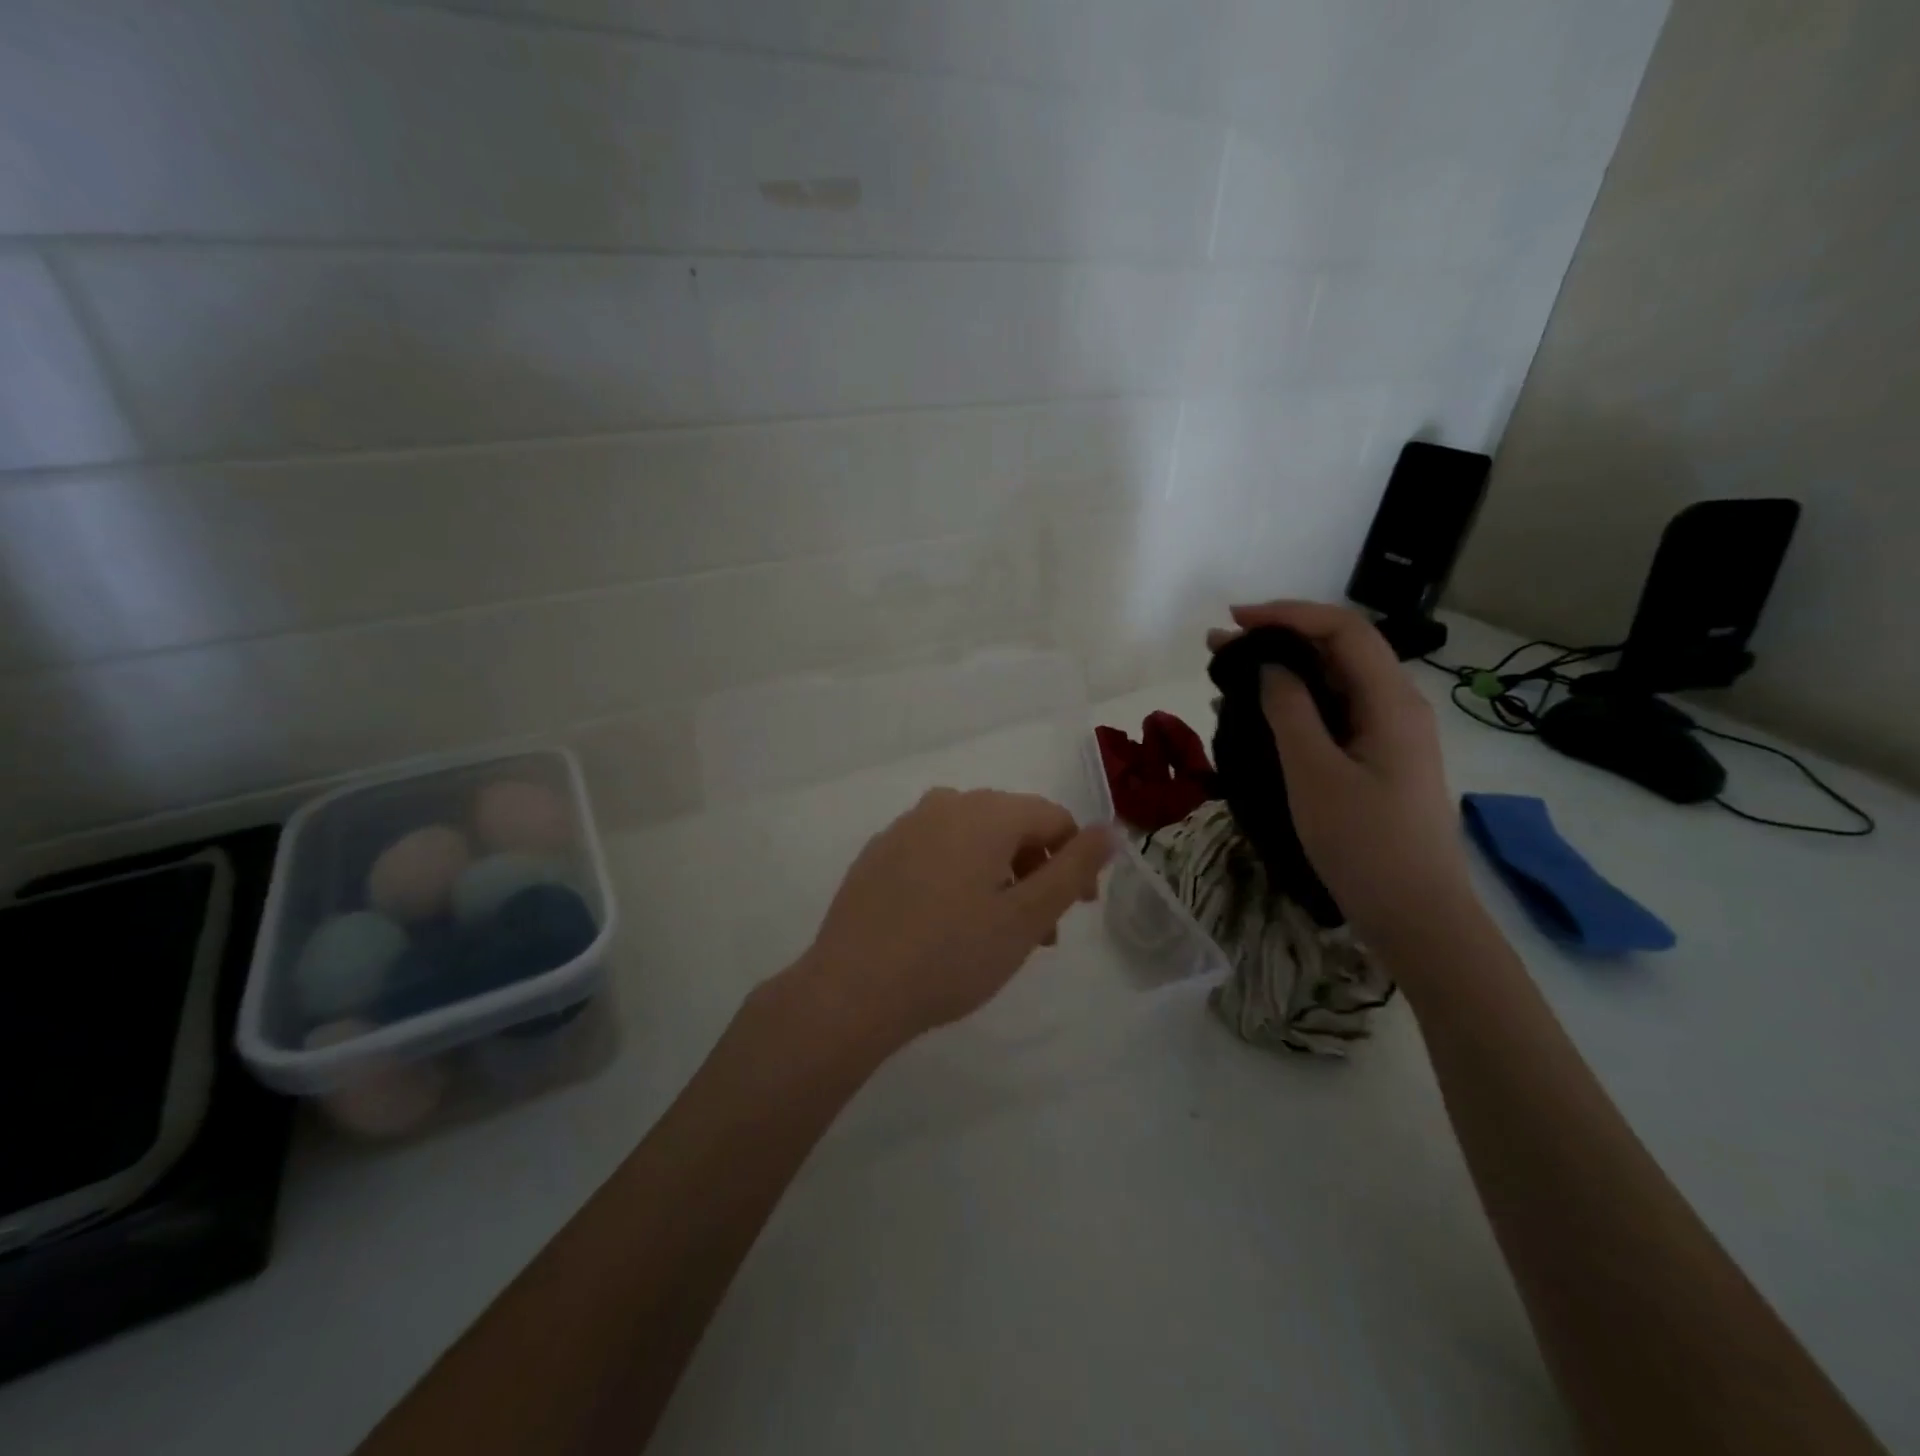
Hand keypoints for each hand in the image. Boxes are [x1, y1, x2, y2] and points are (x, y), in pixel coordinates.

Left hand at [789, 789, 1112, 1053]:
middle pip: (1011, 825)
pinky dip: (957, 876)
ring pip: (972, 840)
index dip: (1076, 859)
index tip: (1079, 909)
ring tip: (998, 932)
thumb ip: (1072, 869)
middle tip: (1041, 931)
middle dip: (1036, 872)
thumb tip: (1108, 829)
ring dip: (998, 877)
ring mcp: (904, 827)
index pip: (1052, 817)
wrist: (852, 989)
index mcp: (985, 812)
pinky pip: (934, 852)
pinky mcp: (877, 853)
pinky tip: (947, 924)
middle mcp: (944, 805)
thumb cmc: (951, 954)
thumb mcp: (1026, 917)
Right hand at [1207, 601, 1473, 941]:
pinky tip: (1253, 717)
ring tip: (1226, 678)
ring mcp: (1388, 737)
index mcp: (1391, 701)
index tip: (1234, 621)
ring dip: (1282, 674)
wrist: (1417, 916)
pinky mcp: (1377, 762)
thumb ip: (1290, 711)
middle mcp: (1395, 708)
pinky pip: (1332, 718)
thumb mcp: (1315, 773)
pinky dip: (1292, 707)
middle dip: (1279, 640)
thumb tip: (1270, 666)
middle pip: (1339, 652)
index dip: (1288, 614)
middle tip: (1219, 648)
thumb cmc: (1365, 843)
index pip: (1342, 630)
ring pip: (1332, 685)